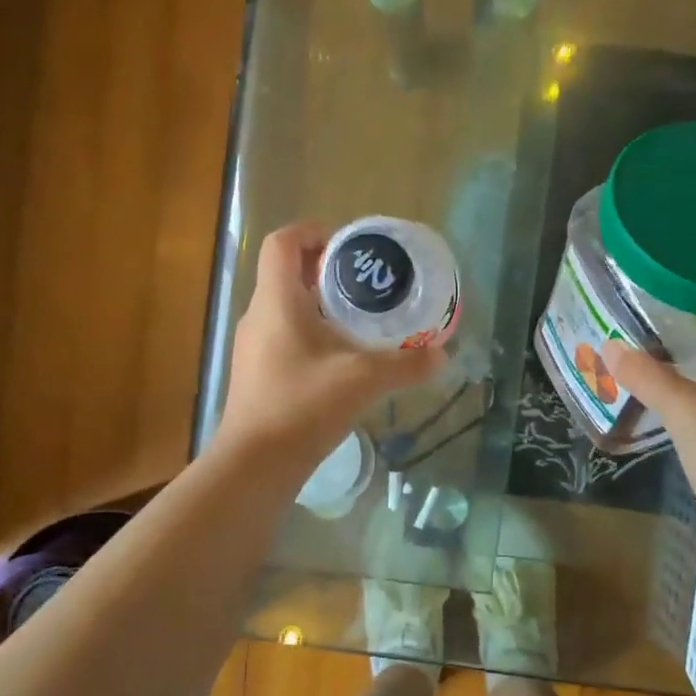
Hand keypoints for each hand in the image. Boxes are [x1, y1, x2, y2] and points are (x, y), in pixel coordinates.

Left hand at [217, 223, 446, 468]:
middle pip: (286, 273)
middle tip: (366, 285)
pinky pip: (284, 335)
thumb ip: (405, 364)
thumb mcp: (363, 380)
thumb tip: (442, 355)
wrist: (255, 464)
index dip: (312, 231)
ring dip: (319, 305)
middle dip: (325, 270)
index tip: (348, 247)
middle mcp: (259, 315)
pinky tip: (341, 359)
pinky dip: (311, 333)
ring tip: (360, 320)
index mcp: (277, 301)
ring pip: (285, 307)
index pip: (282, 242)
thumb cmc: (303, 406)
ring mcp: (253, 346)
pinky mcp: (256, 372)